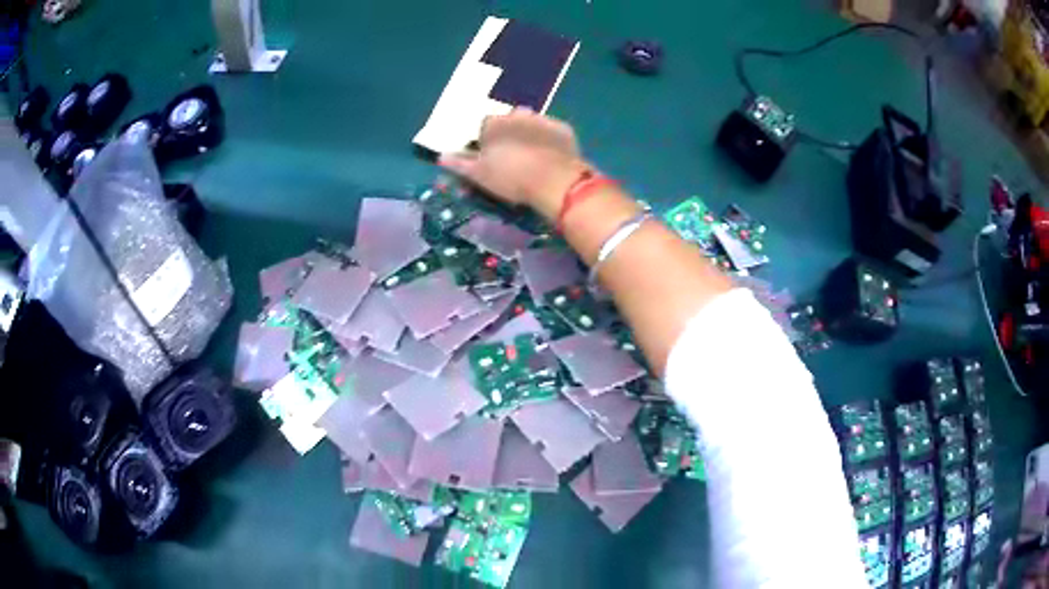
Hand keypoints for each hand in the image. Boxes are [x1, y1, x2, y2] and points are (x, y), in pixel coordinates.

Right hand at [439, 109, 587, 220]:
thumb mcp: (479, 174)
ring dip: (529, 135)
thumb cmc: (510, 177)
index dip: (485, 141)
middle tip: (511, 158)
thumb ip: (459, 164)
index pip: (484, 126)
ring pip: (531, 124)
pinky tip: (550, 157)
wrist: (554, 180)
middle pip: (509, 122)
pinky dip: (549, 141)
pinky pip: (551, 133)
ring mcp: (542, 119)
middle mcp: (517, 114)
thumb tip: (441, 157)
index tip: (488, 157)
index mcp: (493, 123)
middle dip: (508, 134)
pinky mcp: (563, 129)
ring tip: (531, 157)